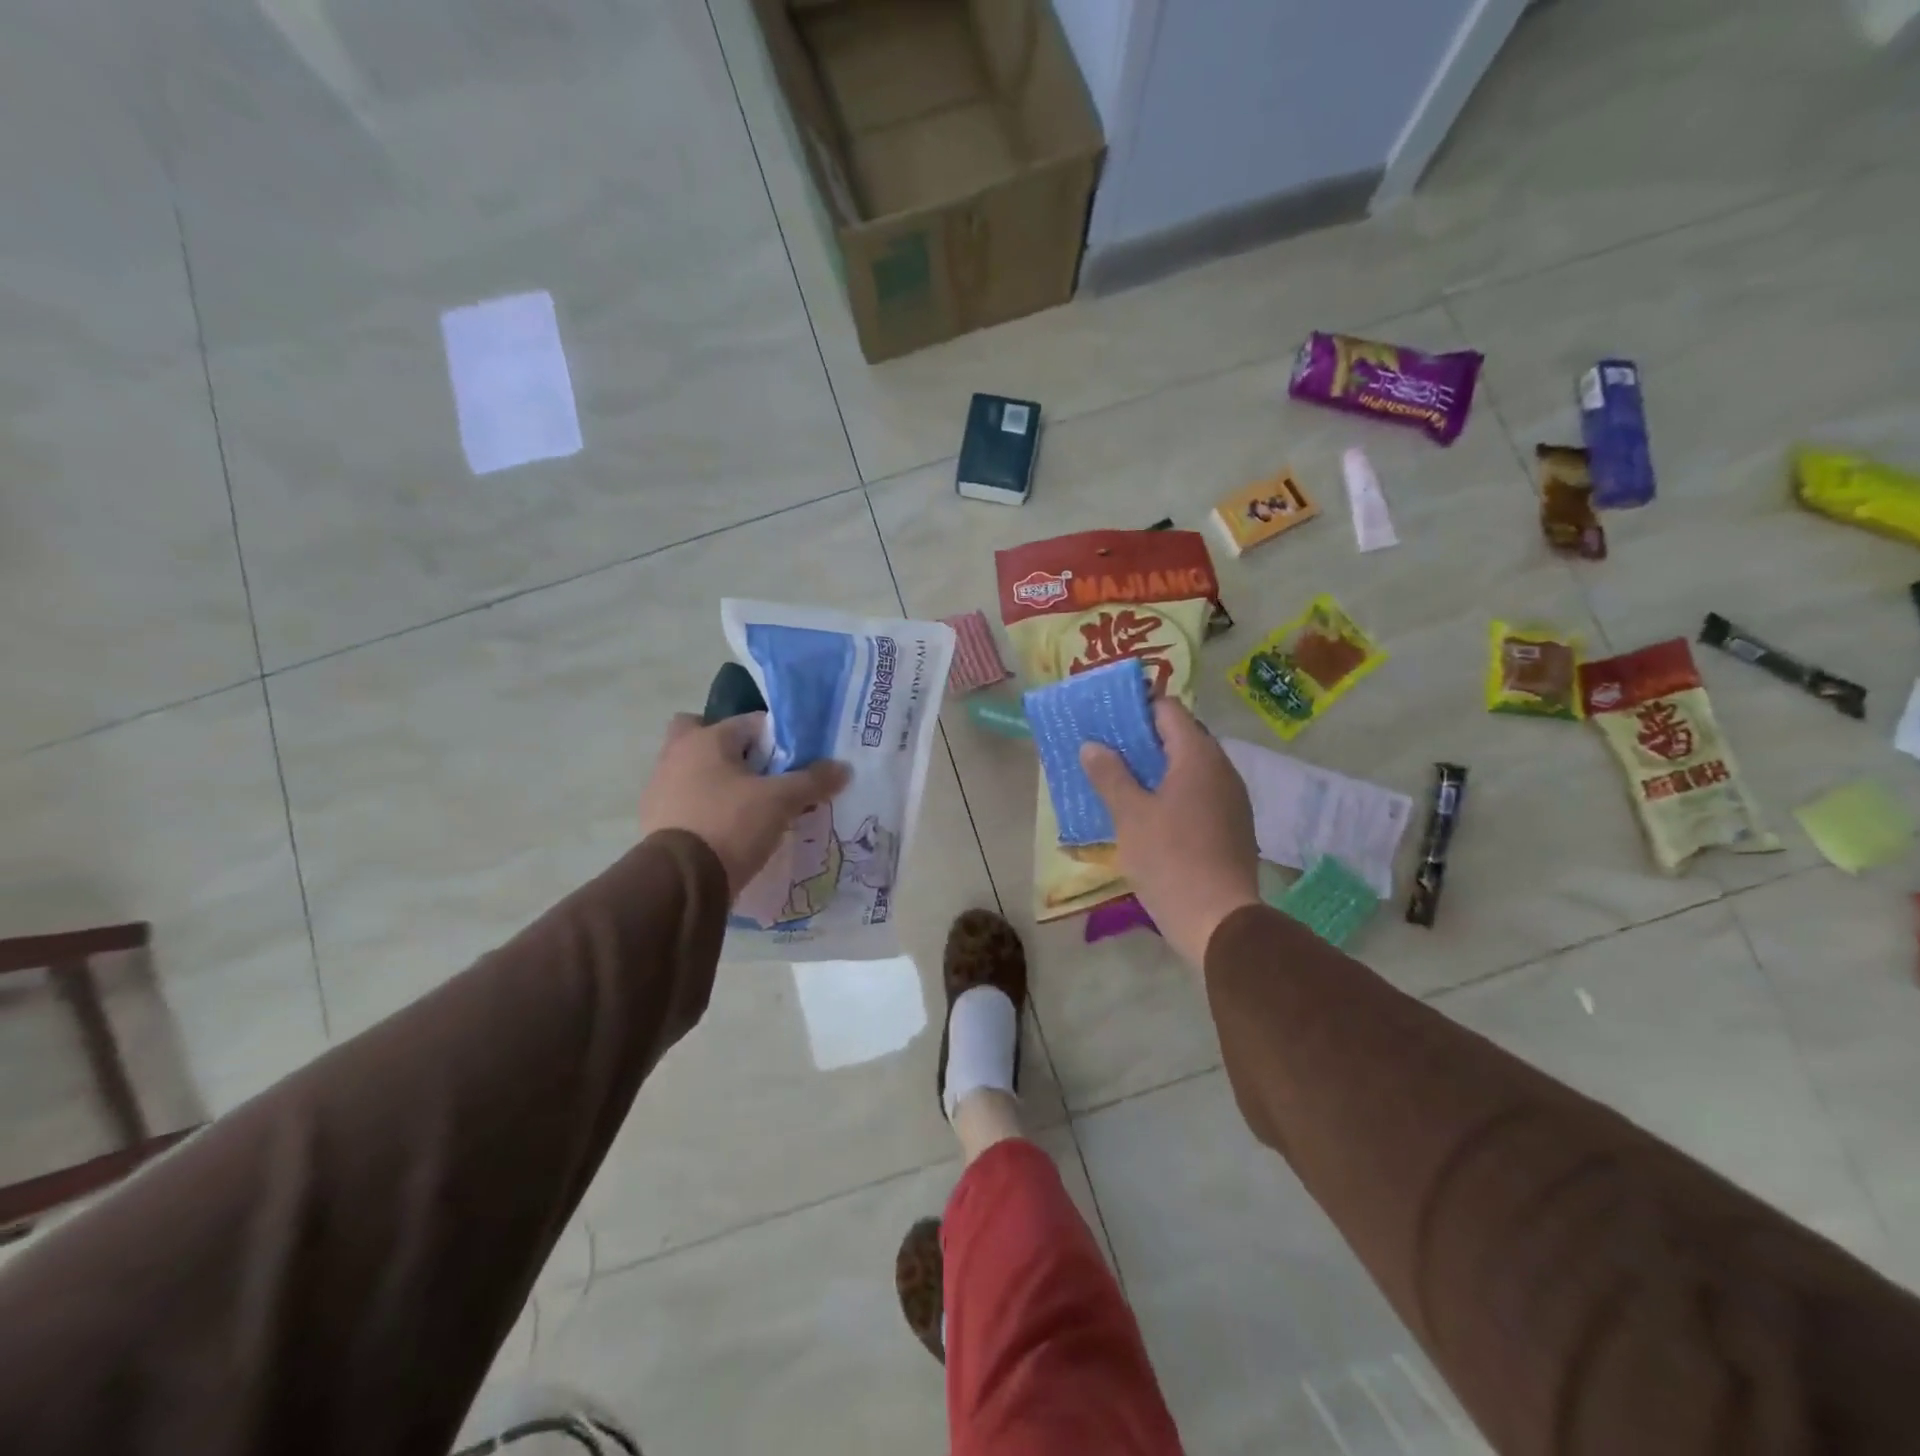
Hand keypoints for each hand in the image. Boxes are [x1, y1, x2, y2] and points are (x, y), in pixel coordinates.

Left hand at [641, 713, 849, 898]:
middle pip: (705, 736)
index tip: (796, 762)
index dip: (779, 739)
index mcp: (706, 739)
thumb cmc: (731, 824)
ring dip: (718, 781)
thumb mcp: (781, 801)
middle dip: (731, 750)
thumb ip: (812, 781)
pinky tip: (729, 829)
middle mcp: (676, 754)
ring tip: (750, 807)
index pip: (751, 723)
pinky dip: (705, 808)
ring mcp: (659, 788)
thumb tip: (843, 768)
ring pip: (694, 770)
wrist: (681, 882)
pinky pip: (687, 802)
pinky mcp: (655, 820)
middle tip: (758, 772)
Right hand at [1080, 699, 1261, 968]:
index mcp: (1198, 756)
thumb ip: (1110, 775)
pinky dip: (1173, 792)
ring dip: (1157, 768)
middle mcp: (1222, 769)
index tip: (1107, 720)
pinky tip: (1149, 812)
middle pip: (1181, 737)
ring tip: (1121, 780)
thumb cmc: (1170, 859)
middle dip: (1143, 740)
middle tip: (1107, 750)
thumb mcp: (1130, 815)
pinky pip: (1199, 793)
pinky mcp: (1233, 826)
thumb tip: (1093, 746)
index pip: (1168, 710)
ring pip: (1190, 768)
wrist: (1218, 920)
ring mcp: (1232, 799)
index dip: (1136, 709)